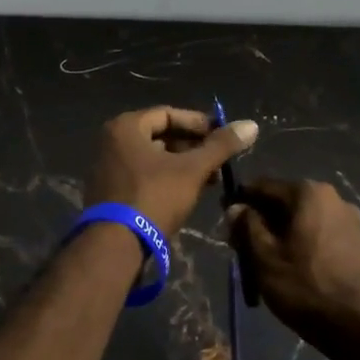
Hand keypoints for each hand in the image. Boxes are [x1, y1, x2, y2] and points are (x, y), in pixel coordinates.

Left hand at [85, 106, 258, 238]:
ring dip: (182, 164)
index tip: (223, 136)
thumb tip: (251, 125)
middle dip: (192, 147)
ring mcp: (108, 167)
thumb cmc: (154, 197)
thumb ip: (221, 146)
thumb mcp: (192, 170)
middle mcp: (111, 141)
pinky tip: (188, 192)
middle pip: (160, 135)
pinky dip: (166, 178)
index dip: (199, 123)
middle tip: (219, 160)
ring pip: (153, 157)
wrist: (116, 245)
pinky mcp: (110, 190)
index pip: (168, 114)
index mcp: (126, 127)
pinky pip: (143, 174)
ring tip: (209, 179)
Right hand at [226, 179, 359, 359]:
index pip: (264, 186)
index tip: (226, 217)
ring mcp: (352, 220)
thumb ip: (247, 226)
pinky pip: (322, 233)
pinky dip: (304, 242)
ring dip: (283, 232)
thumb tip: (236, 207)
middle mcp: (334, 197)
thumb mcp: (264, 257)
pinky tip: (295, 265)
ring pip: (305, 219)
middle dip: (263, 219)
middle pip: (286, 202)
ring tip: (267, 259)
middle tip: (242, 245)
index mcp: (309, 193)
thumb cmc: (305, 287)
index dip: (242, 200)